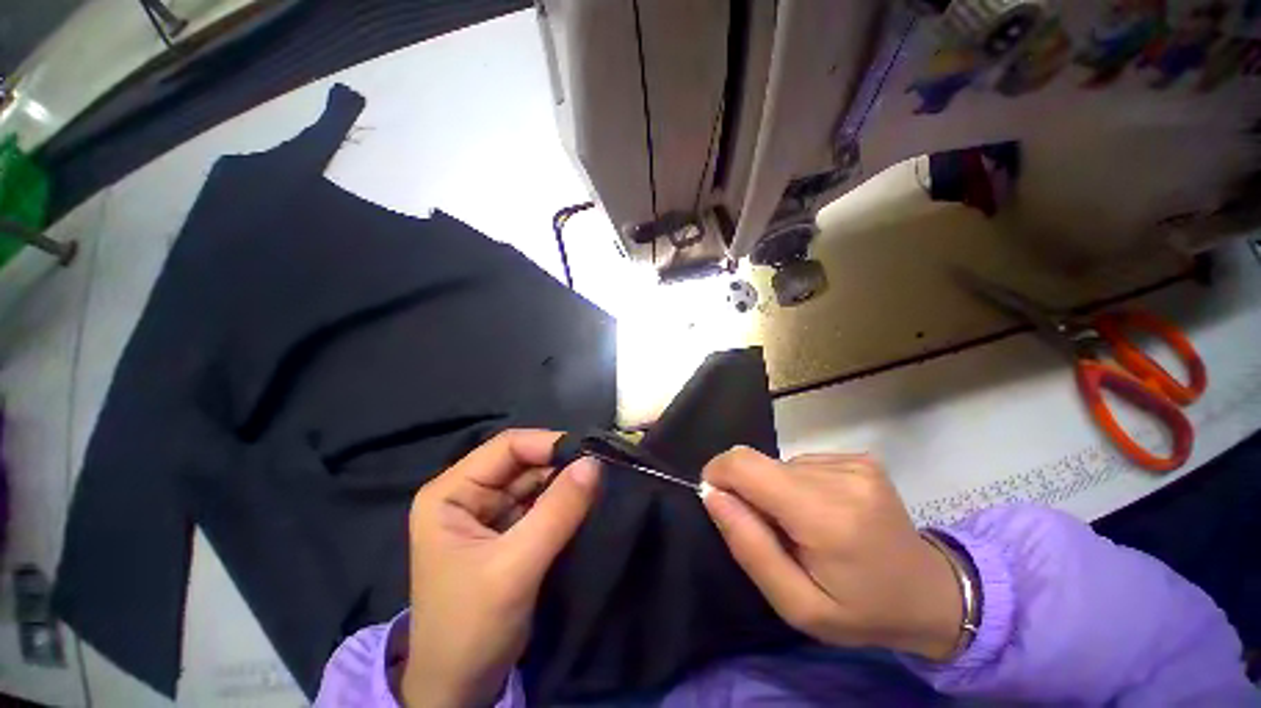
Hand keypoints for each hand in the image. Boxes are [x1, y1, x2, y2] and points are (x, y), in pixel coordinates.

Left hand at [402, 430, 598, 707]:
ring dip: (565, 483)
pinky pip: (541, 503)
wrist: (460, 689)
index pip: (506, 447)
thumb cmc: (471, 627)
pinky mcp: (508, 530)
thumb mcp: (515, 567)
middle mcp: (469, 493)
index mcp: (451, 492)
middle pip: (523, 462)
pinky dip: (563, 502)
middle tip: (600, 470)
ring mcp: (489, 512)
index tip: (589, 454)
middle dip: (561, 465)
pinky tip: (584, 503)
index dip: (548, 444)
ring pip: (536, 481)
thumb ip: (557, 511)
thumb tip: (595, 463)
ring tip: (598, 486)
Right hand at [701, 448, 962, 660]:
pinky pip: (803, 463)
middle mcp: (841, 477)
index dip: (719, 474)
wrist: (932, 594)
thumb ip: (749, 546)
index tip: (719, 501)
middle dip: (750, 491)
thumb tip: (712, 493)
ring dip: (778, 491)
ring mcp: (854, 463)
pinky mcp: (860, 458)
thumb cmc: (862, 610)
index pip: (747, 465)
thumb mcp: (797, 603)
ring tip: (806, 526)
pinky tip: (825, 512)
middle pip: (761, 463)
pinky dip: (799, 485)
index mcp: (826, 516)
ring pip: (780, 463)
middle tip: (773, 530)